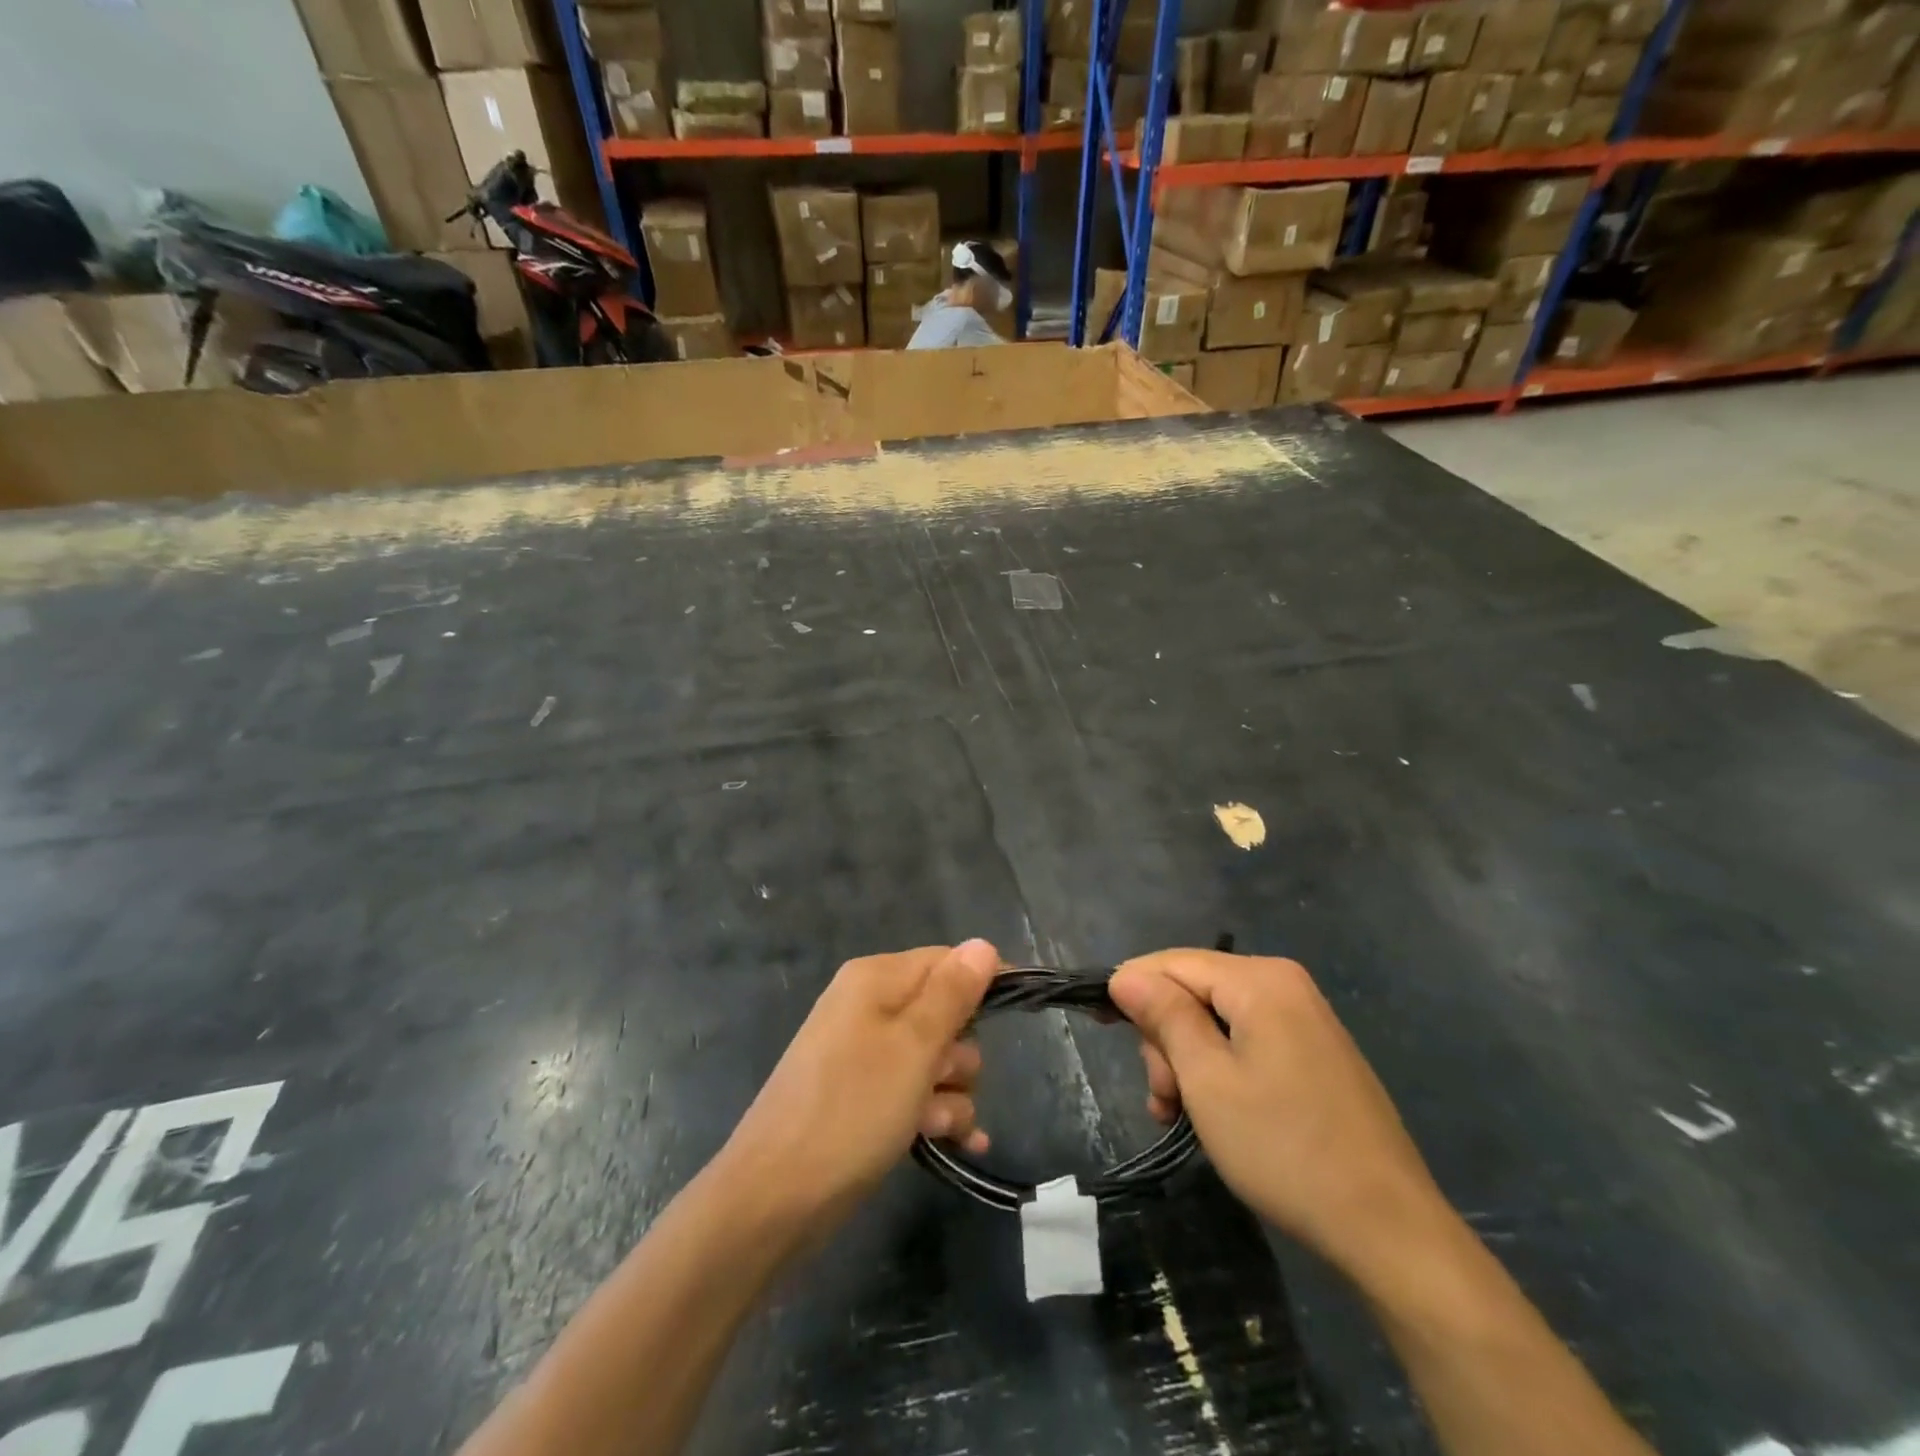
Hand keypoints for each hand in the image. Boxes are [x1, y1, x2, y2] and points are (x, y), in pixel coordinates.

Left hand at [721, 941, 998, 1236]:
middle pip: (945, 1014)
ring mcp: (864, 1055)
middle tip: (942, 1080)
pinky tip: (958, 1144)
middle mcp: (869, 1008)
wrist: (773, 1200)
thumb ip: (952, 993)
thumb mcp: (913, 1047)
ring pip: (936, 1060)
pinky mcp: (863, 1098)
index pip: (946, 961)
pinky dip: (936, 1114)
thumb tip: (984, 944)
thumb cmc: (851, 1110)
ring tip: (932, 1125)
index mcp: (876, 980)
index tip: (1019, 1013)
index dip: (983, 984)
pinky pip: (916, 1093)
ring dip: (949, 1094)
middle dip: (959, 1053)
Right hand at [1108, 949, 1449, 1283]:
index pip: (1172, 962)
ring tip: (1179, 1116)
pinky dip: (1219, 1071)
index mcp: (1260, 980)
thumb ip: (1164, 1017)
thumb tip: (1125, 975)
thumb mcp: (1207, 1080)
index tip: (1100, 1026)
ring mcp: (1304, 1020)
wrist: (1389, 1230)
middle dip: (1166, 1040)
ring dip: (1187, 1063)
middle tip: (1164, 1099)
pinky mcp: (1314, 1054)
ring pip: (1216, 1021)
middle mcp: (1284, 985)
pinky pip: (1247, 1043)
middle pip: (1194, 991)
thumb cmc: (1285, 1148)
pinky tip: (1209, 1115)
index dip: (1131, 989)